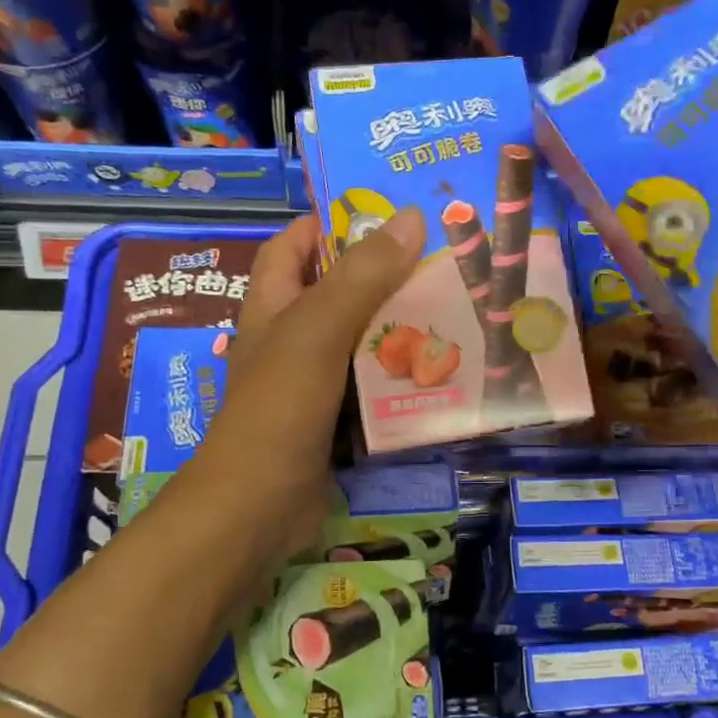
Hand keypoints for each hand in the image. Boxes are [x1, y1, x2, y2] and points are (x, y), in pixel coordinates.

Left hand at [174, 207, 425, 569]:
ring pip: (363, 343)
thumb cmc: (279, 407)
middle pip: (339, 292)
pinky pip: (374, 388)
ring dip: (402, 329)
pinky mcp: (337, 422)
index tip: (383, 210)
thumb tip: (408, 217)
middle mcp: (291, 339)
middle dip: (385, 276)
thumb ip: (361, 276)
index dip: (327, 222)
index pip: (292, 245)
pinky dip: (403, 378)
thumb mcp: (317, 330)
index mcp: (273, 305)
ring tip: (458, 308)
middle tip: (444, 259)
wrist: (259, 507)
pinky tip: (446, 372)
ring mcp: (314, 384)